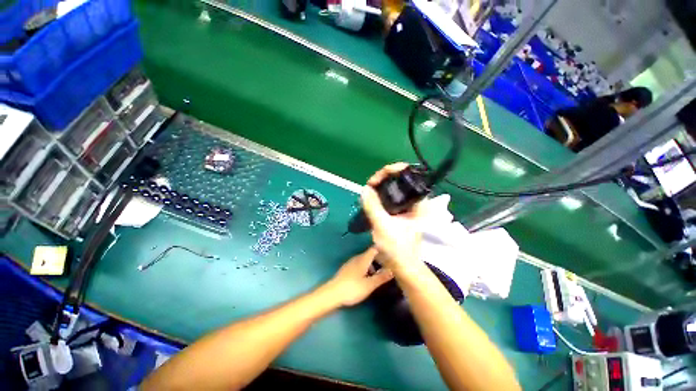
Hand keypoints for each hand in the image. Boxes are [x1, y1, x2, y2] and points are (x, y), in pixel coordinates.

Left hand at [323, 247, 392, 306]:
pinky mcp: (346, 270)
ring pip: (363, 261)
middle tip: (386, 267)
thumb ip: (381, 277)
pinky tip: (365, 279)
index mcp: (363, 259)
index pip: (373, 249)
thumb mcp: (369, 285)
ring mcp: (350, 264)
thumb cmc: (353, 288)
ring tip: (377, 276)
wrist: (332, 294)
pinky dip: (364, 269)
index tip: (389, 254)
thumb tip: (392, 270)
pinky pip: (358, 266)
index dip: (381, 250)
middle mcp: (356, 258)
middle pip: (368, 255)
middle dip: (377, 260)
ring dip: (371, 266)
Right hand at [361, 163, 426, 272]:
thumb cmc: (397, 247)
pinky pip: (389, 198)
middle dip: (382, 179)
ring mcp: (406, 206)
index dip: (390, 171)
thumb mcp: (383, 225)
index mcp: (417, 201)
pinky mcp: (399, 212)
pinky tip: (371, 200)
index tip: (375, 180)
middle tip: (369, 186)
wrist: (402, 266)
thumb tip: (365, 189)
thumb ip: (373, 206)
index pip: (407, 174)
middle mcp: (413, 200)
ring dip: (380, 188)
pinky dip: (380, 196)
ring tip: (368, 192)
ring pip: (393, 189)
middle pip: (398, 180)